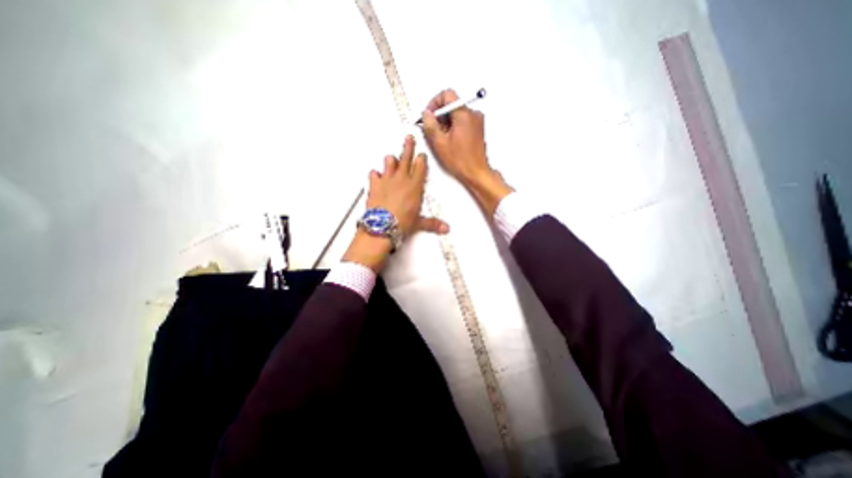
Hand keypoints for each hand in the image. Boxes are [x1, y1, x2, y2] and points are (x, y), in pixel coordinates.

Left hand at [342, 135, 447, 272]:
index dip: (421, 159)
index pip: (420, 167)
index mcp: (414, 186)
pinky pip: (374, 174)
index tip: (421, 154)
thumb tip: (445, 229)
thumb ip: (432, 223)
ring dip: (391, 160)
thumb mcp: (419, 223)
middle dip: (408, 147)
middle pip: (406, 158)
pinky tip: (376, 176)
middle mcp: (401, 179)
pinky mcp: (374, 184)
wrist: (382, 226)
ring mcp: (387, 180)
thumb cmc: (402, 222)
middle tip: (409, 138)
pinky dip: (375, 174)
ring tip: (392, 158)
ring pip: (390, 162)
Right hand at [421, 89, 511, 215]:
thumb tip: (426, 114)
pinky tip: (450, 141)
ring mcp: (477, 121)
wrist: (476, 172)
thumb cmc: (461, 161)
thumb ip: (430, 125)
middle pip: (452, 104)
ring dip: (446, 122)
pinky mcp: (477, 128)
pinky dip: (454, 127)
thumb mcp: (440, 143)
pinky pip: (462, 121)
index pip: (447, 95)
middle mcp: (473, 114)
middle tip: (434, 130)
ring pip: (456, 113)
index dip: (435, 103)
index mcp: (464, 114)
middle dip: (440, 115)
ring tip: (443, 139)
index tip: (429, 115)